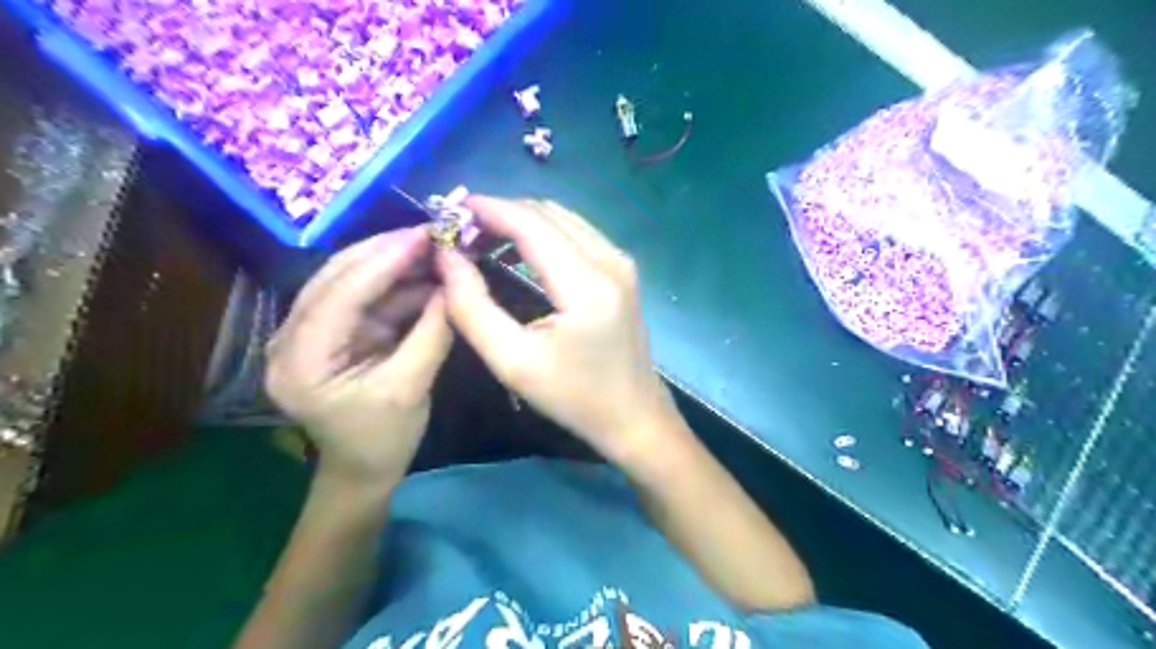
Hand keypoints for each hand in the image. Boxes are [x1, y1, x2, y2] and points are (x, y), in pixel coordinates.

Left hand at [268, 228, 453, 487]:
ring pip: (350, 281)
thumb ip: (432, 334)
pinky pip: (365, 297)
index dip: (383, 261)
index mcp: (300, 361)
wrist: (364, 470)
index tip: (424, 235)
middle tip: (432, 233)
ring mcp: (312, 333)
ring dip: (393, 263)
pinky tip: (425, 273)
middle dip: (386, 252)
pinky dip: (396, 284)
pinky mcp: (334, 333)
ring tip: (434, 247)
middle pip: (337, 277)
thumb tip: (454, 287)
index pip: (339, 295)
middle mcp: (292, 338)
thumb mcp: (410, 389)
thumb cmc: (382, 440)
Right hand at [438, 195, 677, 463]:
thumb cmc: (575, 398)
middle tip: (461, 236)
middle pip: (547, 213)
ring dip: (520, 222)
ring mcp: (621, 262)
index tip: (448, 213)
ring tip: (482, 243)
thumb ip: (472, 307)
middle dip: (500, 215)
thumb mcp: (514, 362)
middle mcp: (610, 259)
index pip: (530, 222)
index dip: (487, 210)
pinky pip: (576, 234)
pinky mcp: (622, 271)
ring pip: (562, 219)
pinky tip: (517, 255)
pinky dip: (542, 234)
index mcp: (587, 283)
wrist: (634, 417)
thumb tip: (446, 257)